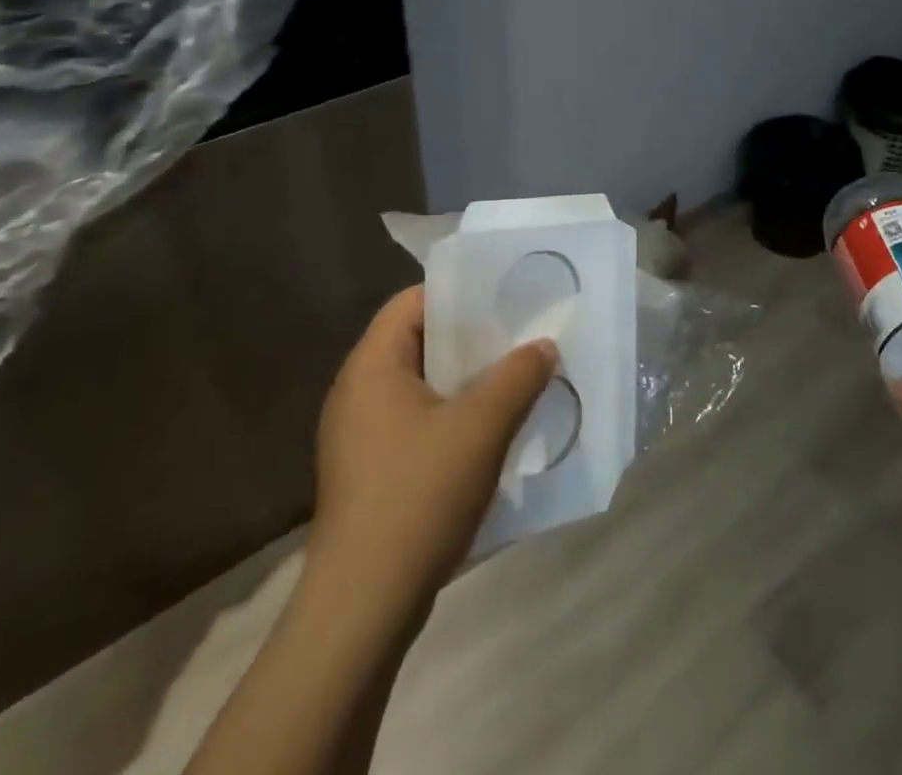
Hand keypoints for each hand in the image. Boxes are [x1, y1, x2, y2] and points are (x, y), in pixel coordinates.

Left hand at [307, 285, 555, 603]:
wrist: (362, 608)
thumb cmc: (418, 496)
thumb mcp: (482, 427)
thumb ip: (518, 376)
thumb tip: (544, 346)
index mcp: (372, 367)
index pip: (413, 302)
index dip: (460, 293)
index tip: (506, 298)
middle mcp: (358, 393)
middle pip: (419, 341)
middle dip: (473, 339)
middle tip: (521, 336)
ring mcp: (360, 437)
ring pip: (422, 386)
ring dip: (468, 381)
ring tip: (515, 380)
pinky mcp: (370, 473)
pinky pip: (417, 422)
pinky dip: (453, 417)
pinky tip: (491, 433)